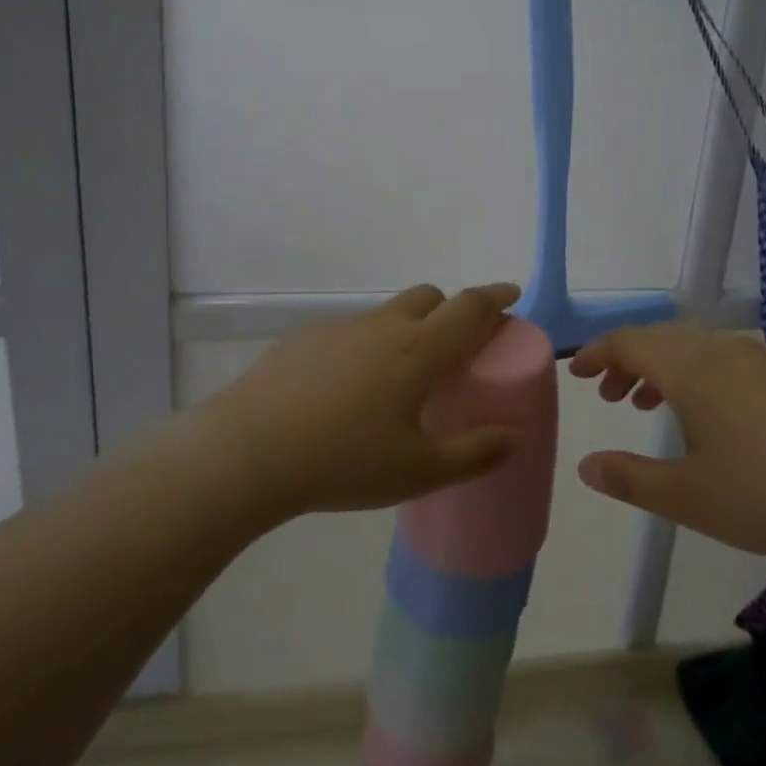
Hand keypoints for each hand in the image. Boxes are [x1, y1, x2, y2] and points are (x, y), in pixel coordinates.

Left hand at [200, 283, 526, 521]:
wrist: (249, 452)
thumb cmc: (344, 461)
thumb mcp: (418, 471)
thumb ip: (474, 453)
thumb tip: (515, 436)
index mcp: (418, 350)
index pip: (469, 308)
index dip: (495, 298)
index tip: (511, 294)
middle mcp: (382, 327)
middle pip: (428, 298)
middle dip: (451, 310)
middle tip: (457, 349)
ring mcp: (340, 329)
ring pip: (387, 314)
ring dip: (408, 329)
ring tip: (400, 380)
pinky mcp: (305, 339)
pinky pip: (351, 332)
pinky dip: (367, 347)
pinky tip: (347, 392)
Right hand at [570, 321, 765, 572]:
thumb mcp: (690, 496)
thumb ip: (631, 479)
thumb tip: (586, 466)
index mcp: (691, 367)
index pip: (630, 342)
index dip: (598, 353)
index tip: (576, 372)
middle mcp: (724, 352)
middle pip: (662, 340)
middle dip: (629, 362)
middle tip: (611, 396)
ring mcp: (764, 364)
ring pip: (697, 351)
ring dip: (665, 370)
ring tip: (650, 406)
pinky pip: (728, 364)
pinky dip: (699, 380)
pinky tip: (711, 422)